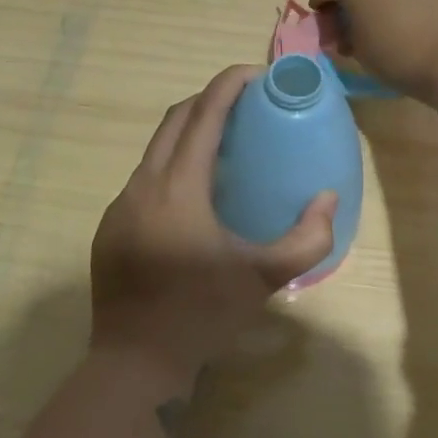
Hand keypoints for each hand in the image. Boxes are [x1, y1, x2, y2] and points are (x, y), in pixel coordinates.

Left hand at [90, 65, 337, 395]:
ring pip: (155, 149)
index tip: (255, 74)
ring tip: (224, 145)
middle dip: (209, 100)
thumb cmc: (202, 315)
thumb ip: (306, 238)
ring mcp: (120, 205)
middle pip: (175, 120)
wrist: (134, 362)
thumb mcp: (263, 279)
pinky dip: (170, 166)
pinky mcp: (110, 226)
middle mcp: (142, 185)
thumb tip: (327, 199)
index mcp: (178, 188)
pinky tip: (193, 195)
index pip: (203, 115)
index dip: (228, 85)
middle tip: (245, 105)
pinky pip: (143, 178)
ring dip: (188, 133)